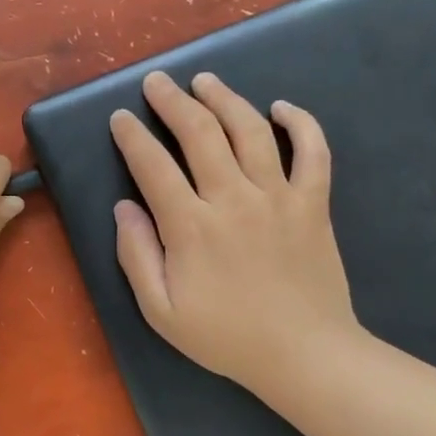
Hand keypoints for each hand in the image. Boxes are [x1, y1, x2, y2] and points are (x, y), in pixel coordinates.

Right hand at [109, 72, 364, 401]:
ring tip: (205, 81)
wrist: (304, 355)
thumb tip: (124, 207)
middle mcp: (233, 200)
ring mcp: (278, 197)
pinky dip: (301, 123)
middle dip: (173, 101)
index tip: (121, 118)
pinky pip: (313, 151)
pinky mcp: (314, 203)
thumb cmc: (226, 337)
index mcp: (191, 227)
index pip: (153, 166)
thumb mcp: (161, 312)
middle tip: (157, 82)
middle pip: (200, 133)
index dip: (133, 137)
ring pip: (250, 130)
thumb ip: (137, 256)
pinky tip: (281, 107)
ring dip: (225, 98)